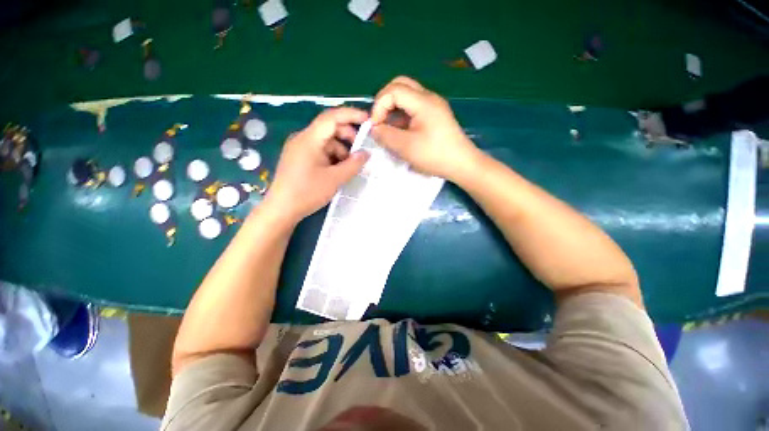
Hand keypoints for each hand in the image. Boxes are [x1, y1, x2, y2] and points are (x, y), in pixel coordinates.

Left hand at [263, 107, 369, 222]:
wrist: (281, 210)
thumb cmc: (307, 193)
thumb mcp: (335, 179)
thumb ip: (353, 165)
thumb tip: (366, 154)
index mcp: (309, 139)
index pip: (332, 117)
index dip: (351, 115)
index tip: (368, 121)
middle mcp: (303, 139)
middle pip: (330, 128)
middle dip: (348, 137)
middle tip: (360, 152)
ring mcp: (300, 148)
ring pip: (326, 142)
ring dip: (341, 151)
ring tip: (349, 167)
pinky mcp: (300, 158)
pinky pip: (320, 151)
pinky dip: (332, 157)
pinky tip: (338, 170)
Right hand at [370, 76, 479, 180]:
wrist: (462, 164)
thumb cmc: (435, 156)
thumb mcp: (406, 147)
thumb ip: (386, 135)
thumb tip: (374, 128)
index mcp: (423, 102)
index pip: (394, 90)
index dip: (379, 105)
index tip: (375, 126)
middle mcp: (429, 98)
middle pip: (400, 85)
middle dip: (385, 101)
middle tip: (379, 120)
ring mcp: (433, 106)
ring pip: (407, 96)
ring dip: (393, 108)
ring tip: (387, 127)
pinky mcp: (435, 116)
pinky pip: (414, 108)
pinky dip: (402, 115)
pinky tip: (399, 131)